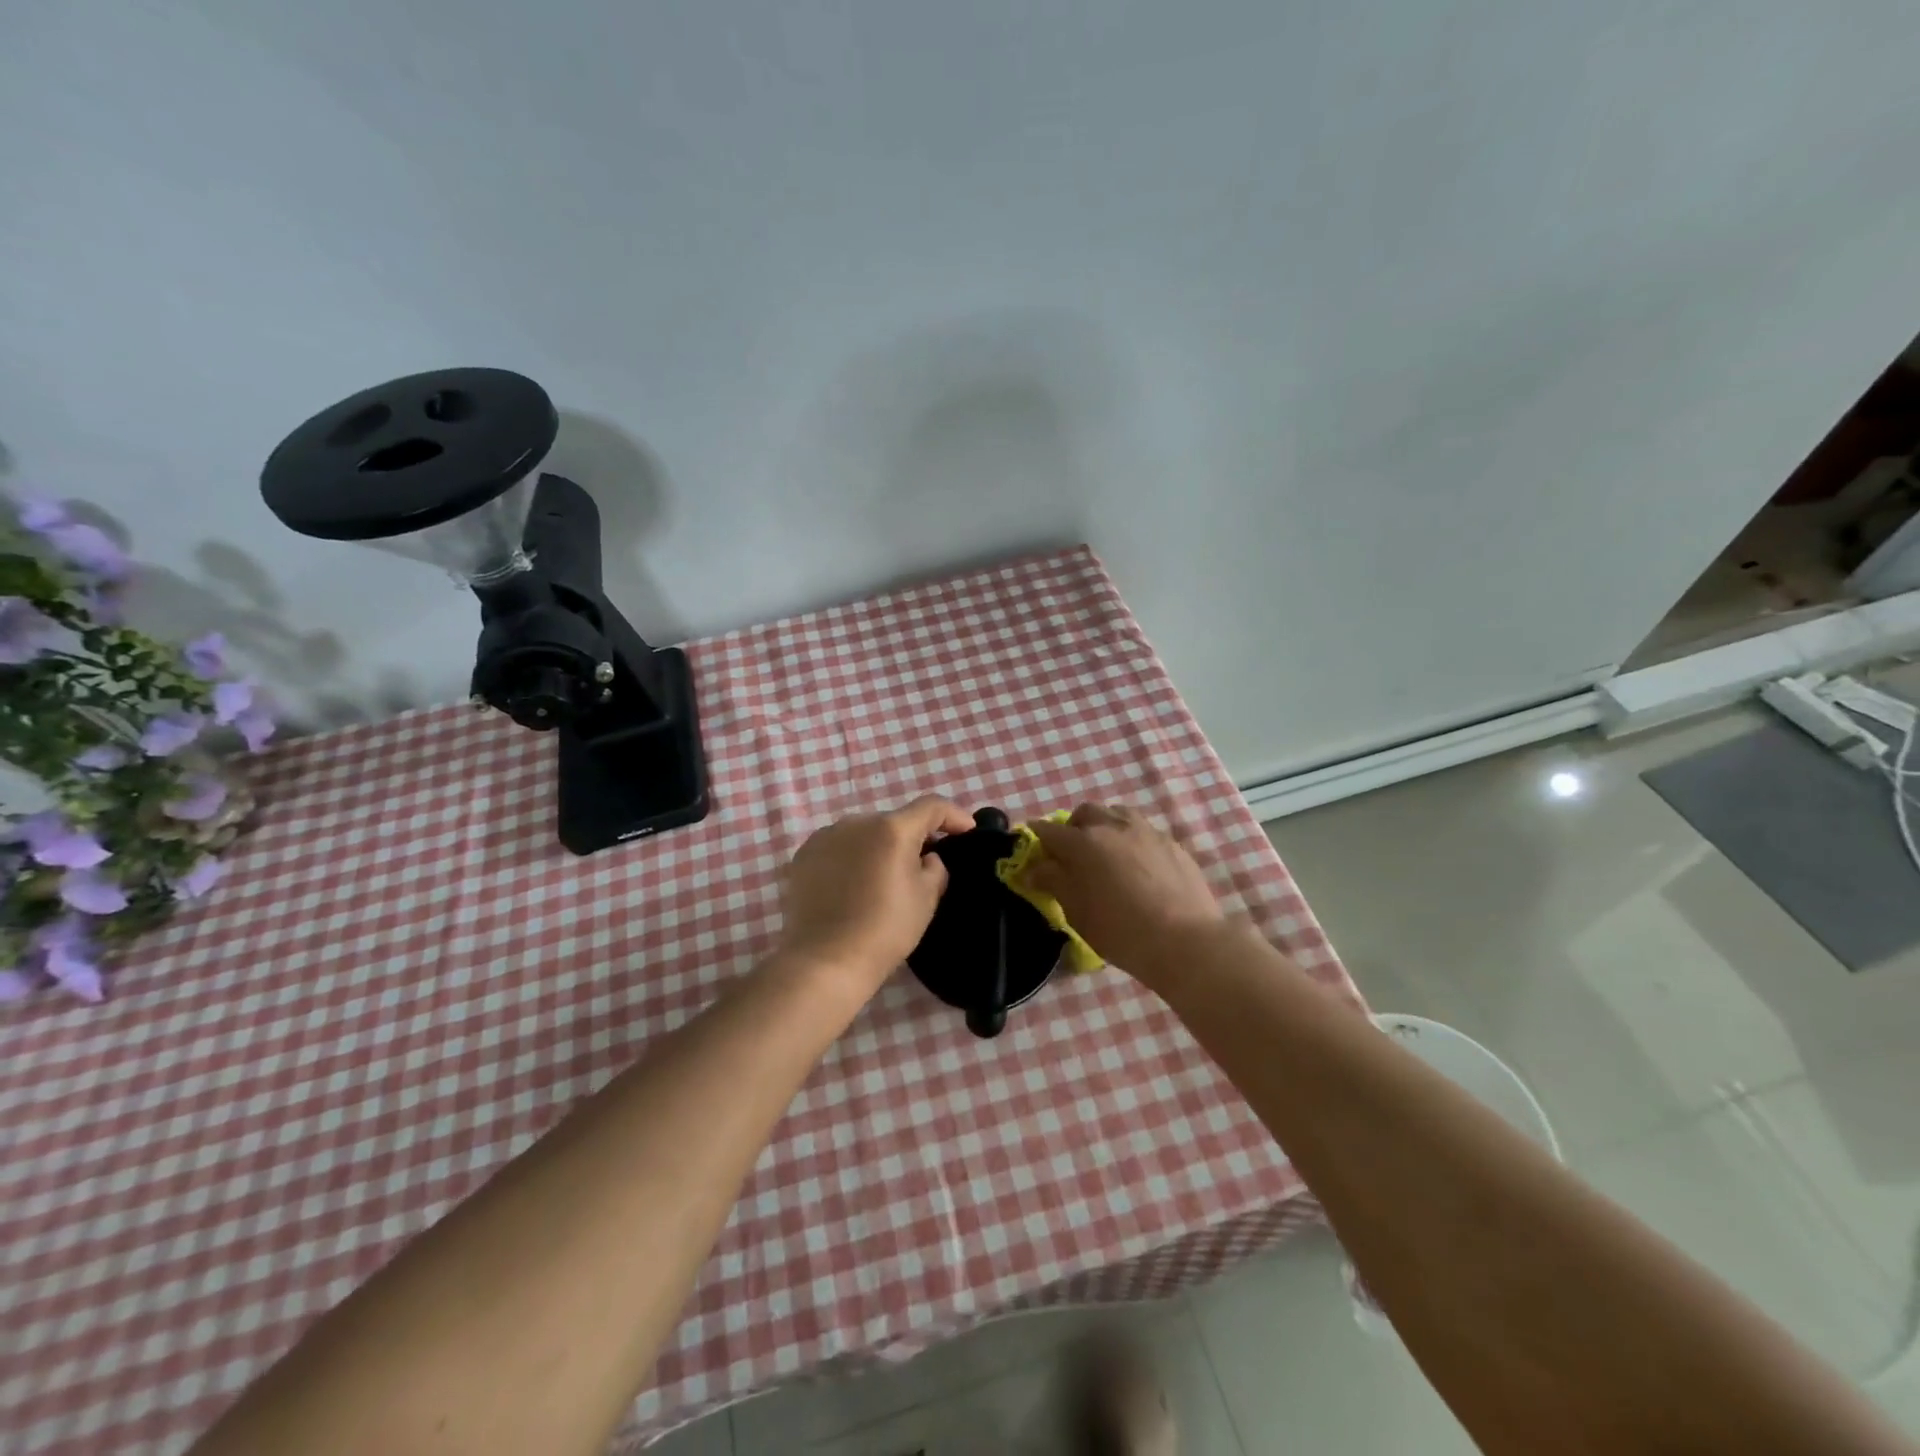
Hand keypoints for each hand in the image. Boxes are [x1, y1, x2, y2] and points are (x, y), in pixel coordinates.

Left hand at [777, 794, 974, 995]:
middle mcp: (857, 822)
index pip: (931, 807)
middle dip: (912, 838)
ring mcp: (826, 837)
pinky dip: (851, 858)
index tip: (967, 831)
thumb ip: (935, 867)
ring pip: (864, 834)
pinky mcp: (804, 855)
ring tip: (881, 878)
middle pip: (895, 822)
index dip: (954, 815)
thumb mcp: (927, 899)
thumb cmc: (885, 929)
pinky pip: (838, 848)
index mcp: (892, 829)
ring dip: (878, 847)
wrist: (826, 960)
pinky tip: (852, 885)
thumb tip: (926, 857)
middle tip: (922, 866)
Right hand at [1024, 804, 1223, 983]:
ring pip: (1117, 814)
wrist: (1185, 941)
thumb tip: (1035, 868)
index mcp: (1083, 842)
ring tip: (1107, 851)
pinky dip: (1132, 840)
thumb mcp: (1076, 911)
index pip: (1049, 830)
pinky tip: (1138, 865)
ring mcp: (1147, 831)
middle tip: (1072, 852)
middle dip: (1073, 827)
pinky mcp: (1172, 843)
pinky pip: (1144, 831)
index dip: (1037, 837)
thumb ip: (1053, 882)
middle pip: (1085, 813)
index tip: (1033, 845)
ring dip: (1105, 825)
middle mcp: (1113, 826)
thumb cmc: (1120, 931)